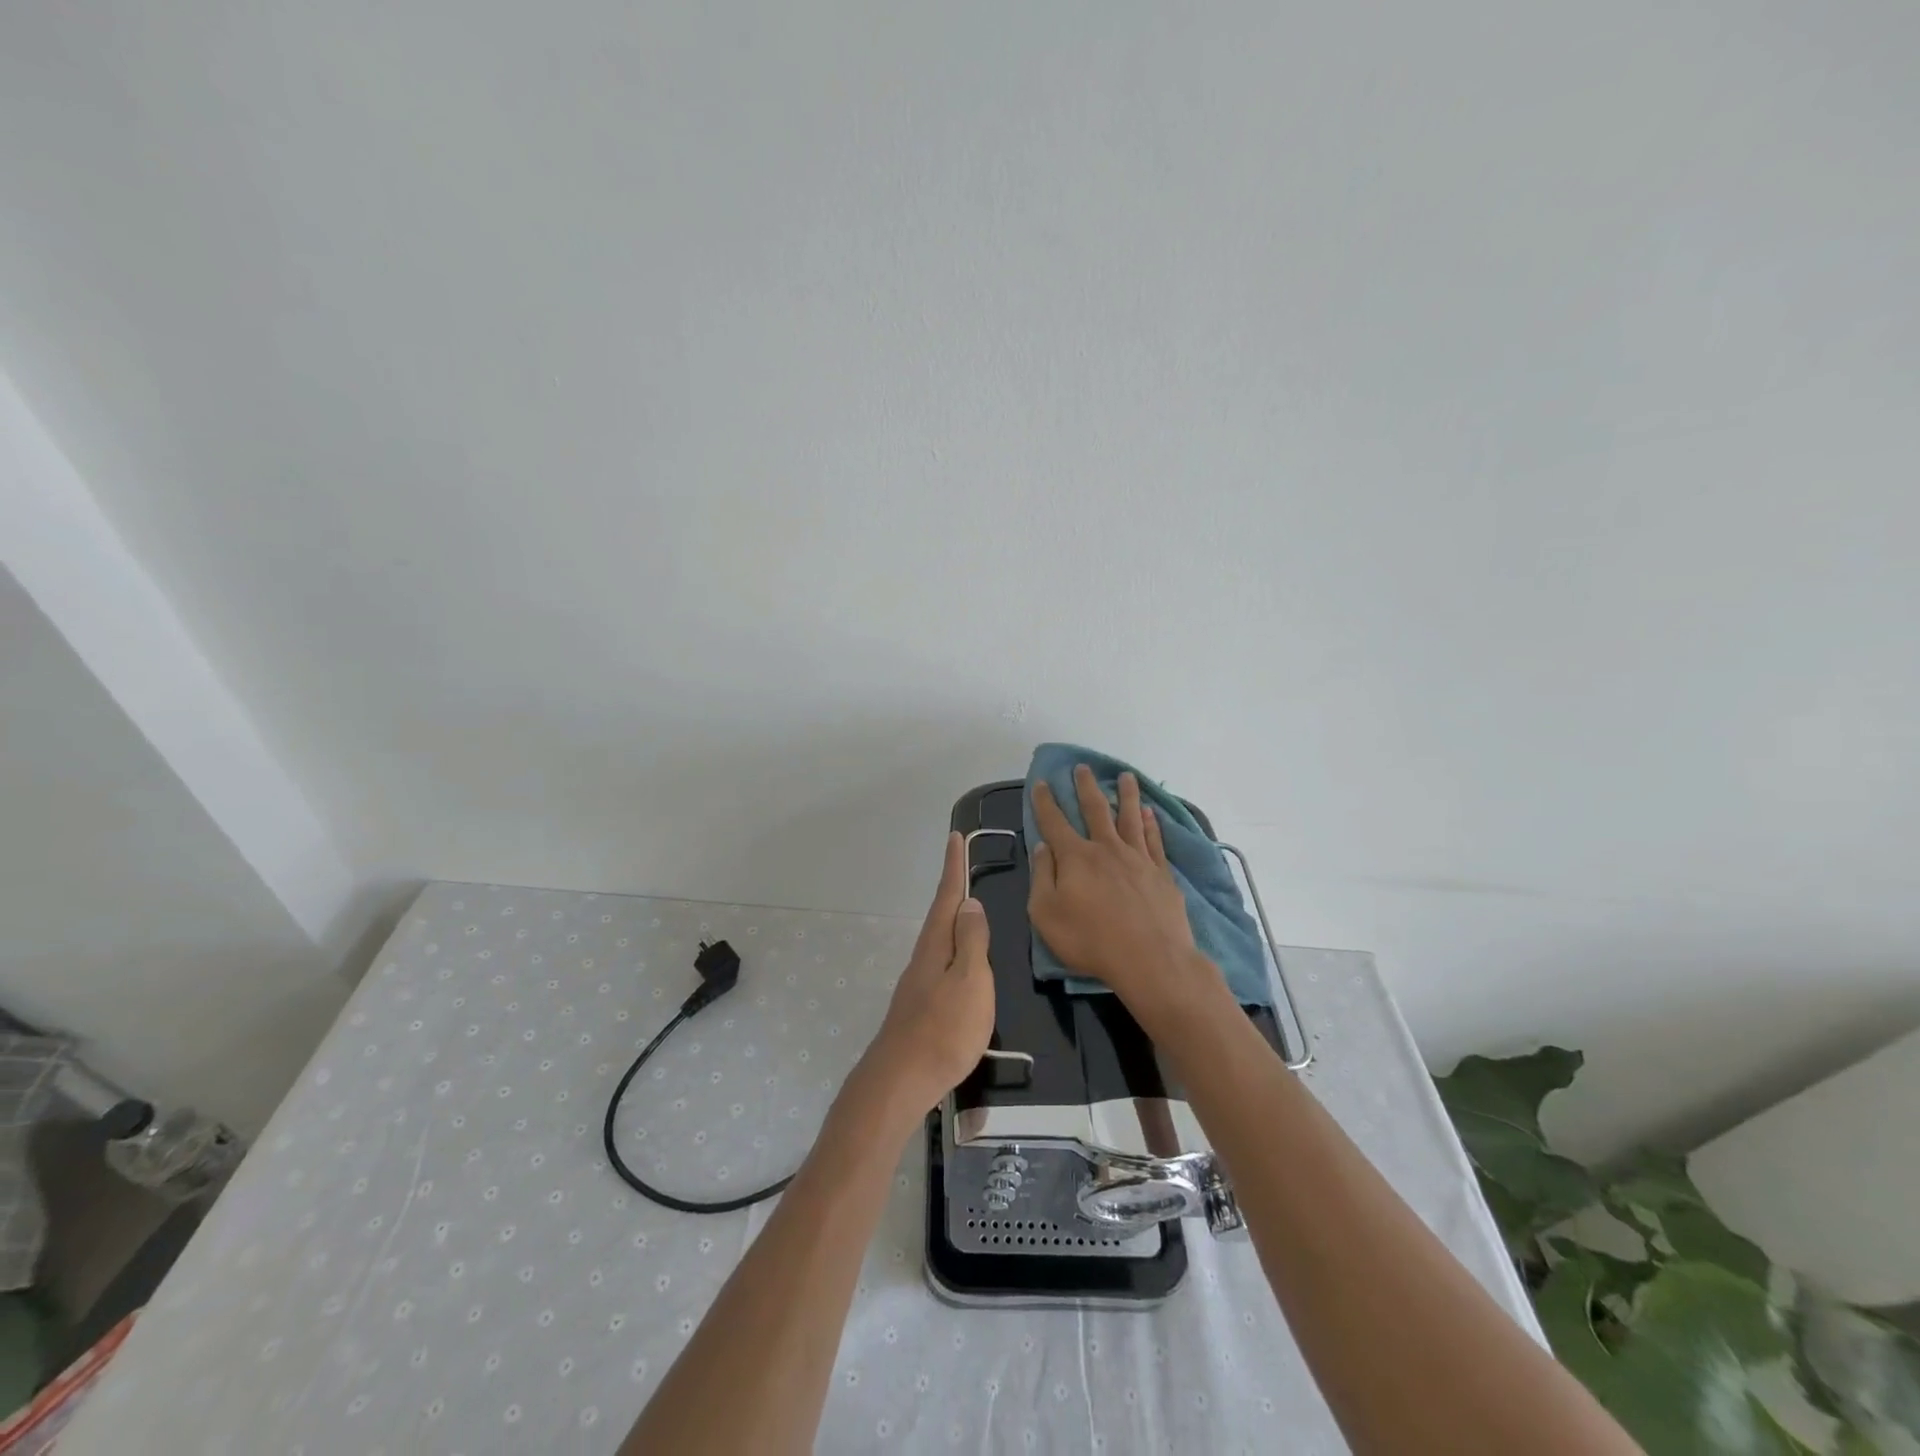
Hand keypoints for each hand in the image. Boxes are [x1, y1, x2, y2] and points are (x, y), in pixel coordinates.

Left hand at [861, 832, 995, 1117]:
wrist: (901, 1081)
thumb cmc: (944, 1029)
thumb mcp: (969, 980)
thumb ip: (971, 941)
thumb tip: (970, 903)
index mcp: (936, 945)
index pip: (948, 895)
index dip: (954, 866)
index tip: (955, 837)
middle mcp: (924, 956)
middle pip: (940, 914)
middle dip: (952, 887)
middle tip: (962, 864)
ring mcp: (919, 982)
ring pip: (940, 938)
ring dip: (952, 917)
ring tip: (967, 907)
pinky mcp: (920, 1005)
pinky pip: (941, 961)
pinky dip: (953, 947)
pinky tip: (961, 962)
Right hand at [1029, 765, 1216, 1026]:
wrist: (1150, 960)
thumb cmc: (1090, 940)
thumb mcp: (1046, 914)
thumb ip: (1042, 877)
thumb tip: (1043, 847)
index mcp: (1075, 857)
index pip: (1054, 822)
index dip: (1044, 802)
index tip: (1040, 783)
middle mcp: (1106, 848)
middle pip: (1095, 809)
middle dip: (1085, 786)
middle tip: (1082, 767)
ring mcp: (1138, 859)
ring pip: (1130, 817)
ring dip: (1126, 794)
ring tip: (1126, 776)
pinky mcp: (1161, 873)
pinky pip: (1154, 840)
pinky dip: (1151, 824)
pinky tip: (1150, 814)